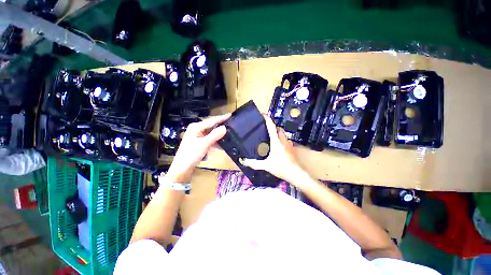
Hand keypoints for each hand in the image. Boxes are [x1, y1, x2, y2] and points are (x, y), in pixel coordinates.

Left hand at [166, 113, 230, 182]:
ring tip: (229, 132)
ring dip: (219, 134)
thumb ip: (214, 135)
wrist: (182, 168)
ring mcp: (198, 136)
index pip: (211, 121)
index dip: (221, 118)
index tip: (230, 115)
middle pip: (211, 125)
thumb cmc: (190, 155)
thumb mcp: (204, 144)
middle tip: (231, 123)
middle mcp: (197, 129)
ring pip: (211, 132)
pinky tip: (222, 142)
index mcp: (196, 127)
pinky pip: (210, 138)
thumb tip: (224, 128)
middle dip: (221, 125)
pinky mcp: (200, 142)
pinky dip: (216, 140)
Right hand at [242, 115, 306, 182]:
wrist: (296, 174)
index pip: (272, 126)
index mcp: (276, 141)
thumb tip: (244, 160)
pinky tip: (278, 144)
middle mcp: (283, 140)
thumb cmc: (281, 168)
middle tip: (265, 127)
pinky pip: (286, 139)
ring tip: (270, 135)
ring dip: (277, 131)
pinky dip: (281, 138)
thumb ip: (254, 163)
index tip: (262, 114)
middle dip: (272, 125)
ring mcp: (289, 143)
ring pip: (283, 133)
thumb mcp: (266, 165)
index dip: (267, 119)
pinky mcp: (291, 148)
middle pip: (278, 128)